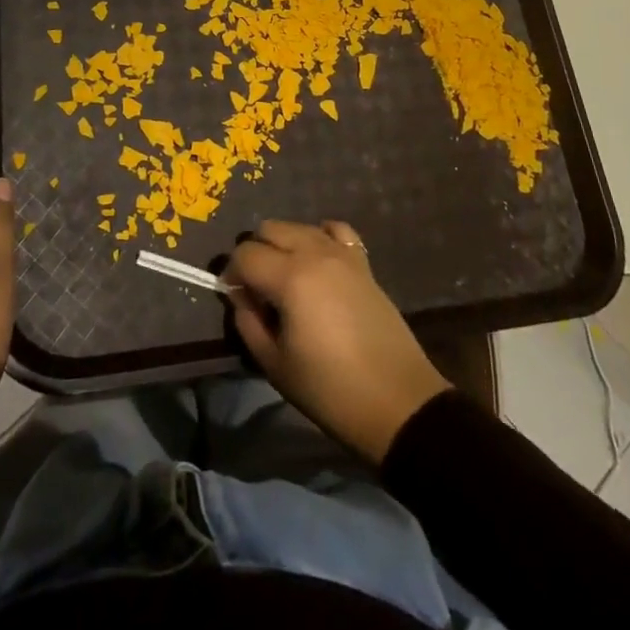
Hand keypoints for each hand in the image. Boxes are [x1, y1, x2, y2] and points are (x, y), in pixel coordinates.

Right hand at [226, 219, 451, 465]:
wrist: (397, 403)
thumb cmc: (330, 390)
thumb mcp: (275, 365)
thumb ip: (249, 324)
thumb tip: (241, 298)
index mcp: (290, 278)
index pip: (245, 254)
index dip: (232, 274)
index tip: (235, 298)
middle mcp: (315, 254)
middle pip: (269, 228)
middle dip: (255, 253)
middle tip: (258, 289)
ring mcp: (343, 255)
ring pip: (299, 226)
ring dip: (284, 245)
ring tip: (286, 280)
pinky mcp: (363, 264)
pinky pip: (336, 231)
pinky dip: (320, 237)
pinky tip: (318, 262)